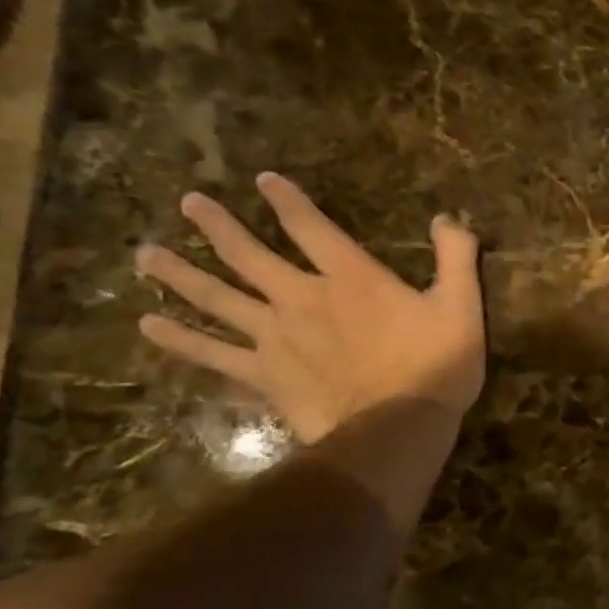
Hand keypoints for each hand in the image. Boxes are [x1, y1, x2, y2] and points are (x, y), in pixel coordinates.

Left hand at [135, 173, 483, 443]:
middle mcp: (302, 297)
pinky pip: (213, 353)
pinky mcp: (264, 374)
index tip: (263, 180)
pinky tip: (149, 324)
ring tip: (146, 254)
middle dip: (219, 226)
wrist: (398, 428)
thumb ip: (456, 257)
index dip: (287, 201)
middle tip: (189, 203)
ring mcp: (276, 337)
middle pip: (249, 255)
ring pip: (218, 297)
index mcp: (351, 278)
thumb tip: (446, 218)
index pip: (311, 227)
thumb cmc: (436, 366)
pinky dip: (180, 339)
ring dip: (181, 273)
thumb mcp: (462, 306)